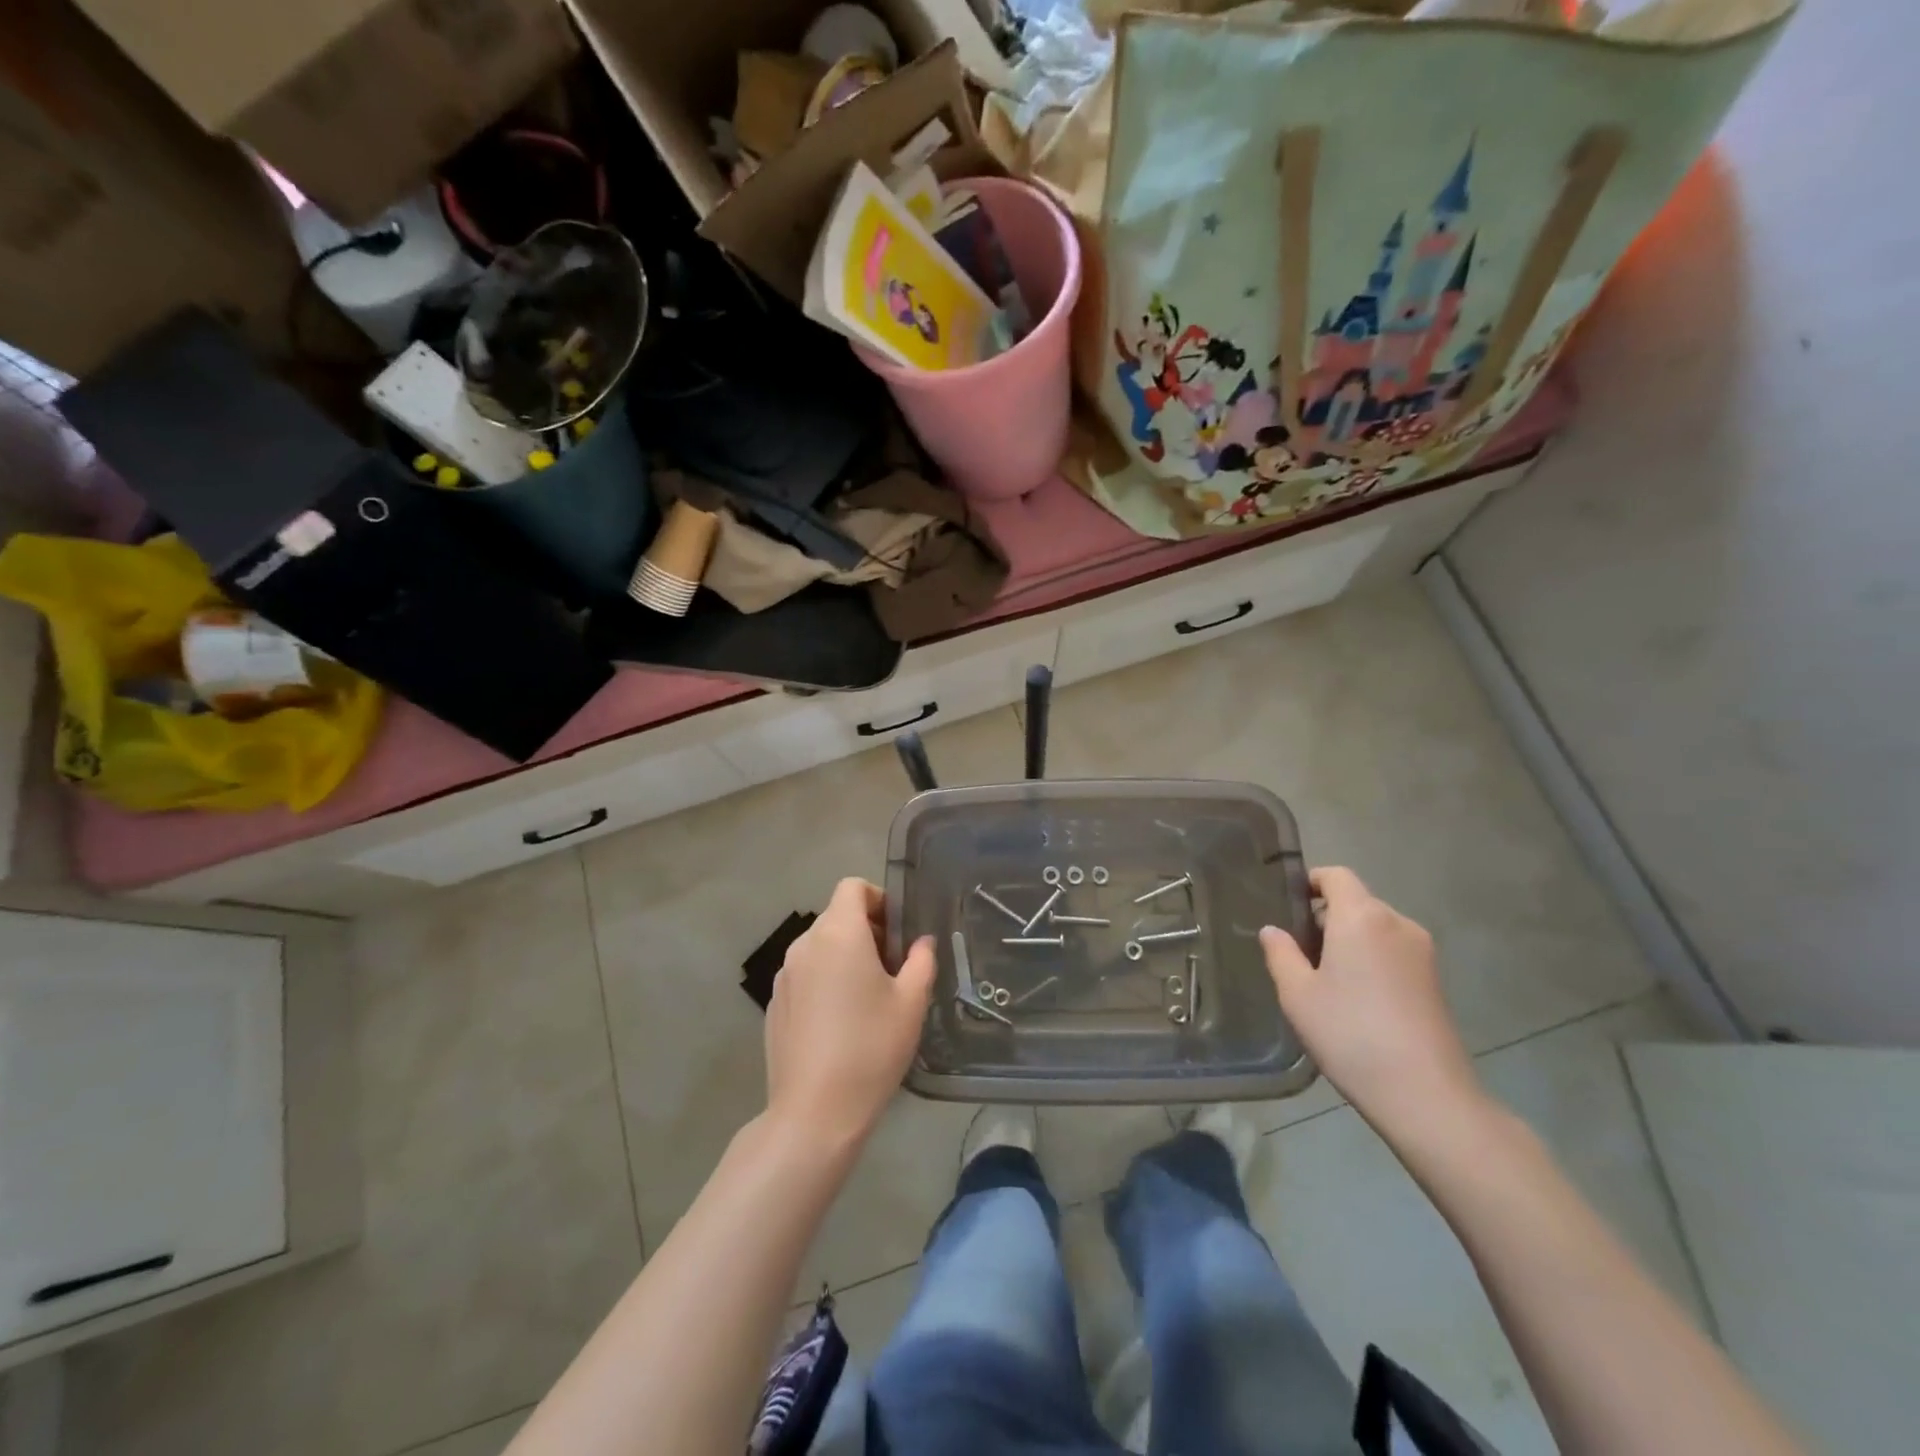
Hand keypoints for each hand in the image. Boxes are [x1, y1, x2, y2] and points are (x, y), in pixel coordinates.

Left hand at [764, 878, 934, 1149]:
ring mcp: (784, 975)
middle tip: (893, 969)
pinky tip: (839, 1024)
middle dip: (867, 931)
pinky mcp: (774, 1004)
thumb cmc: (871, 1048)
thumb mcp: (911, 1003)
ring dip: (845, 957)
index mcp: (839, 934)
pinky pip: (805, 975)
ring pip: (820, 947)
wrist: (814, 1112)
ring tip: (868, 999)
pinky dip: (824, 982)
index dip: (878, 899)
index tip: (897, 932)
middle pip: (837, 917)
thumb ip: (921, 961)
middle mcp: (805, 945)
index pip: (852, 887)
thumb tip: (921, 943)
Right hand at [1261, 867, 1483, 1138]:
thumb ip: (1280, 953)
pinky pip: (1393, 951)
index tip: (1288, 907)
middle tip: (1298, 952)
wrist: (1425, 1094)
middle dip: (1326, 916)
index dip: (1310, 882)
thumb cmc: (1350, 1033)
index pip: (1336, 876)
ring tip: (1326, 979)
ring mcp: (1422, 952)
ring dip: (1349, 939)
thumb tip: (1272, 930)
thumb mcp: (1297, 994)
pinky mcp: (1435, 980)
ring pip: (1376, 928)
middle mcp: (1397, 923)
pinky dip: (1371, 959)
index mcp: (1361, 916)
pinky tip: (1357, 998)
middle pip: (1356, 901)